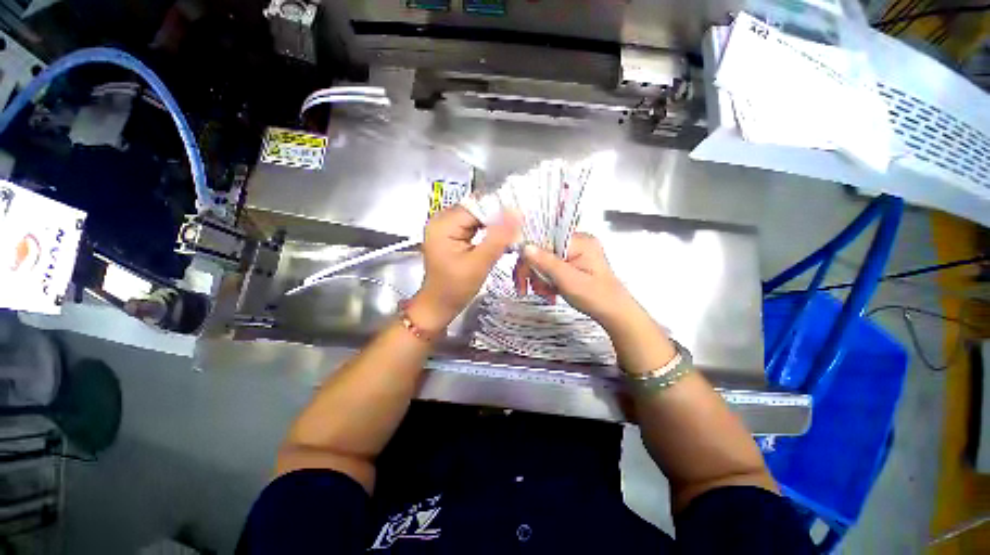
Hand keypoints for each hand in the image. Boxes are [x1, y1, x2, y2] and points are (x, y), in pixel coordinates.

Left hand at [408, 206, 519, 333]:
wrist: (439, 304)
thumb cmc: (454, 289)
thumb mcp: (478, 264)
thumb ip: (498, 238)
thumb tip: (516, 214)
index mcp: (443, 224)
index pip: (477, 206)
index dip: (500, 211)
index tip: (521, 219)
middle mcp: (442, 219)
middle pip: (477, 208)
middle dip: (499, 217)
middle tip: (520, 227)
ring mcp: (446, 225)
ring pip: (477, 216)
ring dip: (495, 223)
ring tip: (513, 232)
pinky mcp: (452, 233)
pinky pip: (474, 224)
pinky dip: (488, 229)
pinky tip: (500, 237)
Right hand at [514, 233, 635, 328]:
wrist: (614, 313)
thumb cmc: (595, 297)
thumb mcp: (568, 280)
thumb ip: (546, 262)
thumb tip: (525, 247)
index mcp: (579, 242)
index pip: (544, 240)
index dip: (529, 256)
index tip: (521, 275)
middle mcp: (577, 243)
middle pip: (543, 250)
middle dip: (534, 271)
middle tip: (526, 289)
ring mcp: (575, 254)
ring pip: (545, 261)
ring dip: (540, 279)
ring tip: (544, 293)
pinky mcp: (573, 264)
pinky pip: (553, 268)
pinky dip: (547, 281)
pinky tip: (549, 293)